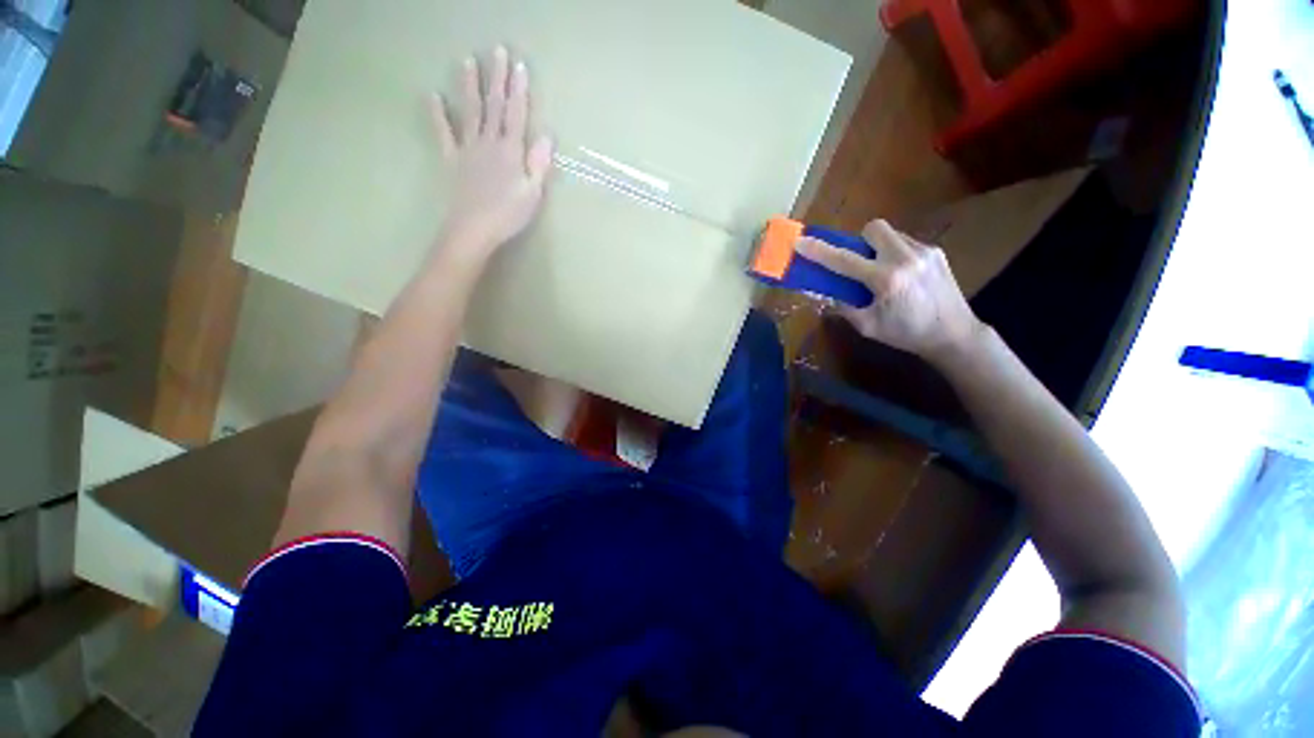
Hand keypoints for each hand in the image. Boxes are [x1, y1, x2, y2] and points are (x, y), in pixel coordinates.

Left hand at [429, 47, 553, 261]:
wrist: (473, 229)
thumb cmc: (508, 215)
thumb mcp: (533, 194)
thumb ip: (539, 164)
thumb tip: (548, 135)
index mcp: (511, 152)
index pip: (517, 115)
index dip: (519, 90)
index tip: (520, 65)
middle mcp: (489, 142)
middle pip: (494, 107)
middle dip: (497, 79)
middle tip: (497, 50)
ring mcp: (468, 148)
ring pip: (470, 112)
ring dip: (469, 86)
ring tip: (467, 60)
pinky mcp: (452, 159)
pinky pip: (444, 132)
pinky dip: (437, 114)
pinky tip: (433, 95)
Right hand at [797, 220, 985, 363]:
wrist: (954, 334)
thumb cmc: (906, 334)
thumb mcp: (867, 326)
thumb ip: (844, 307)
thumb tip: (826, 292)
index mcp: (886, 280)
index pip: (844, 260)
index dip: (819, 251)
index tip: (800, 242)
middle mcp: (906, 258)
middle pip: (873, 228)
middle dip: (859, 241)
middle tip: (858, 262)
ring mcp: (925, 251)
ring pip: (891, 233)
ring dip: (877, 247)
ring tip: (880, 271)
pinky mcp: (936, 252)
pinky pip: (905, 242)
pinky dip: (894, 253)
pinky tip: (900, 274)